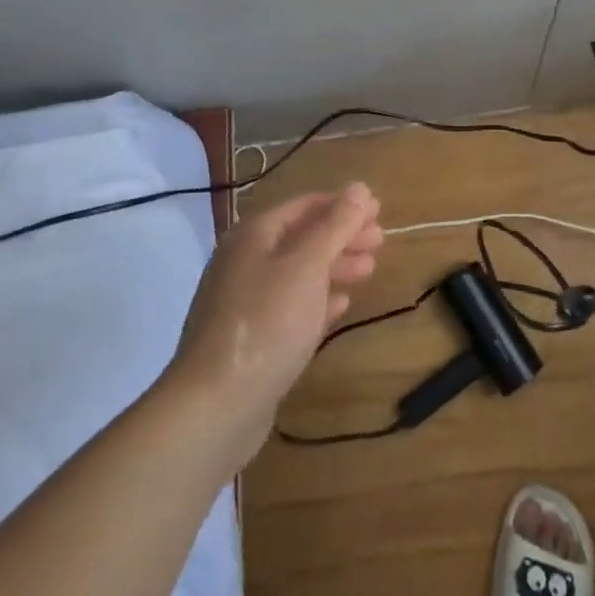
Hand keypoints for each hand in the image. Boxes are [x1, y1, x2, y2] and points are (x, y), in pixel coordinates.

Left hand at [164, 183, 382, 470]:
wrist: (214, 408)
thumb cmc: (267, 323)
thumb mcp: (308, 266)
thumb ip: (336, 225)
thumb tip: (359, 187)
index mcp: (254, 235)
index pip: (305, 205)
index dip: (343, 204)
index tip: (378, 210)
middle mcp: (245, 261)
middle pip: (302, 237)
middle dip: (342, 235)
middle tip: (380, 240)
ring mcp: (244, 301)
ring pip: (298, 272)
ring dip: (335, 266)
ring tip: (369, 270)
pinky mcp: (250, 339)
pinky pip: (290, 306)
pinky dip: (318, 299)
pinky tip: (341, 304)